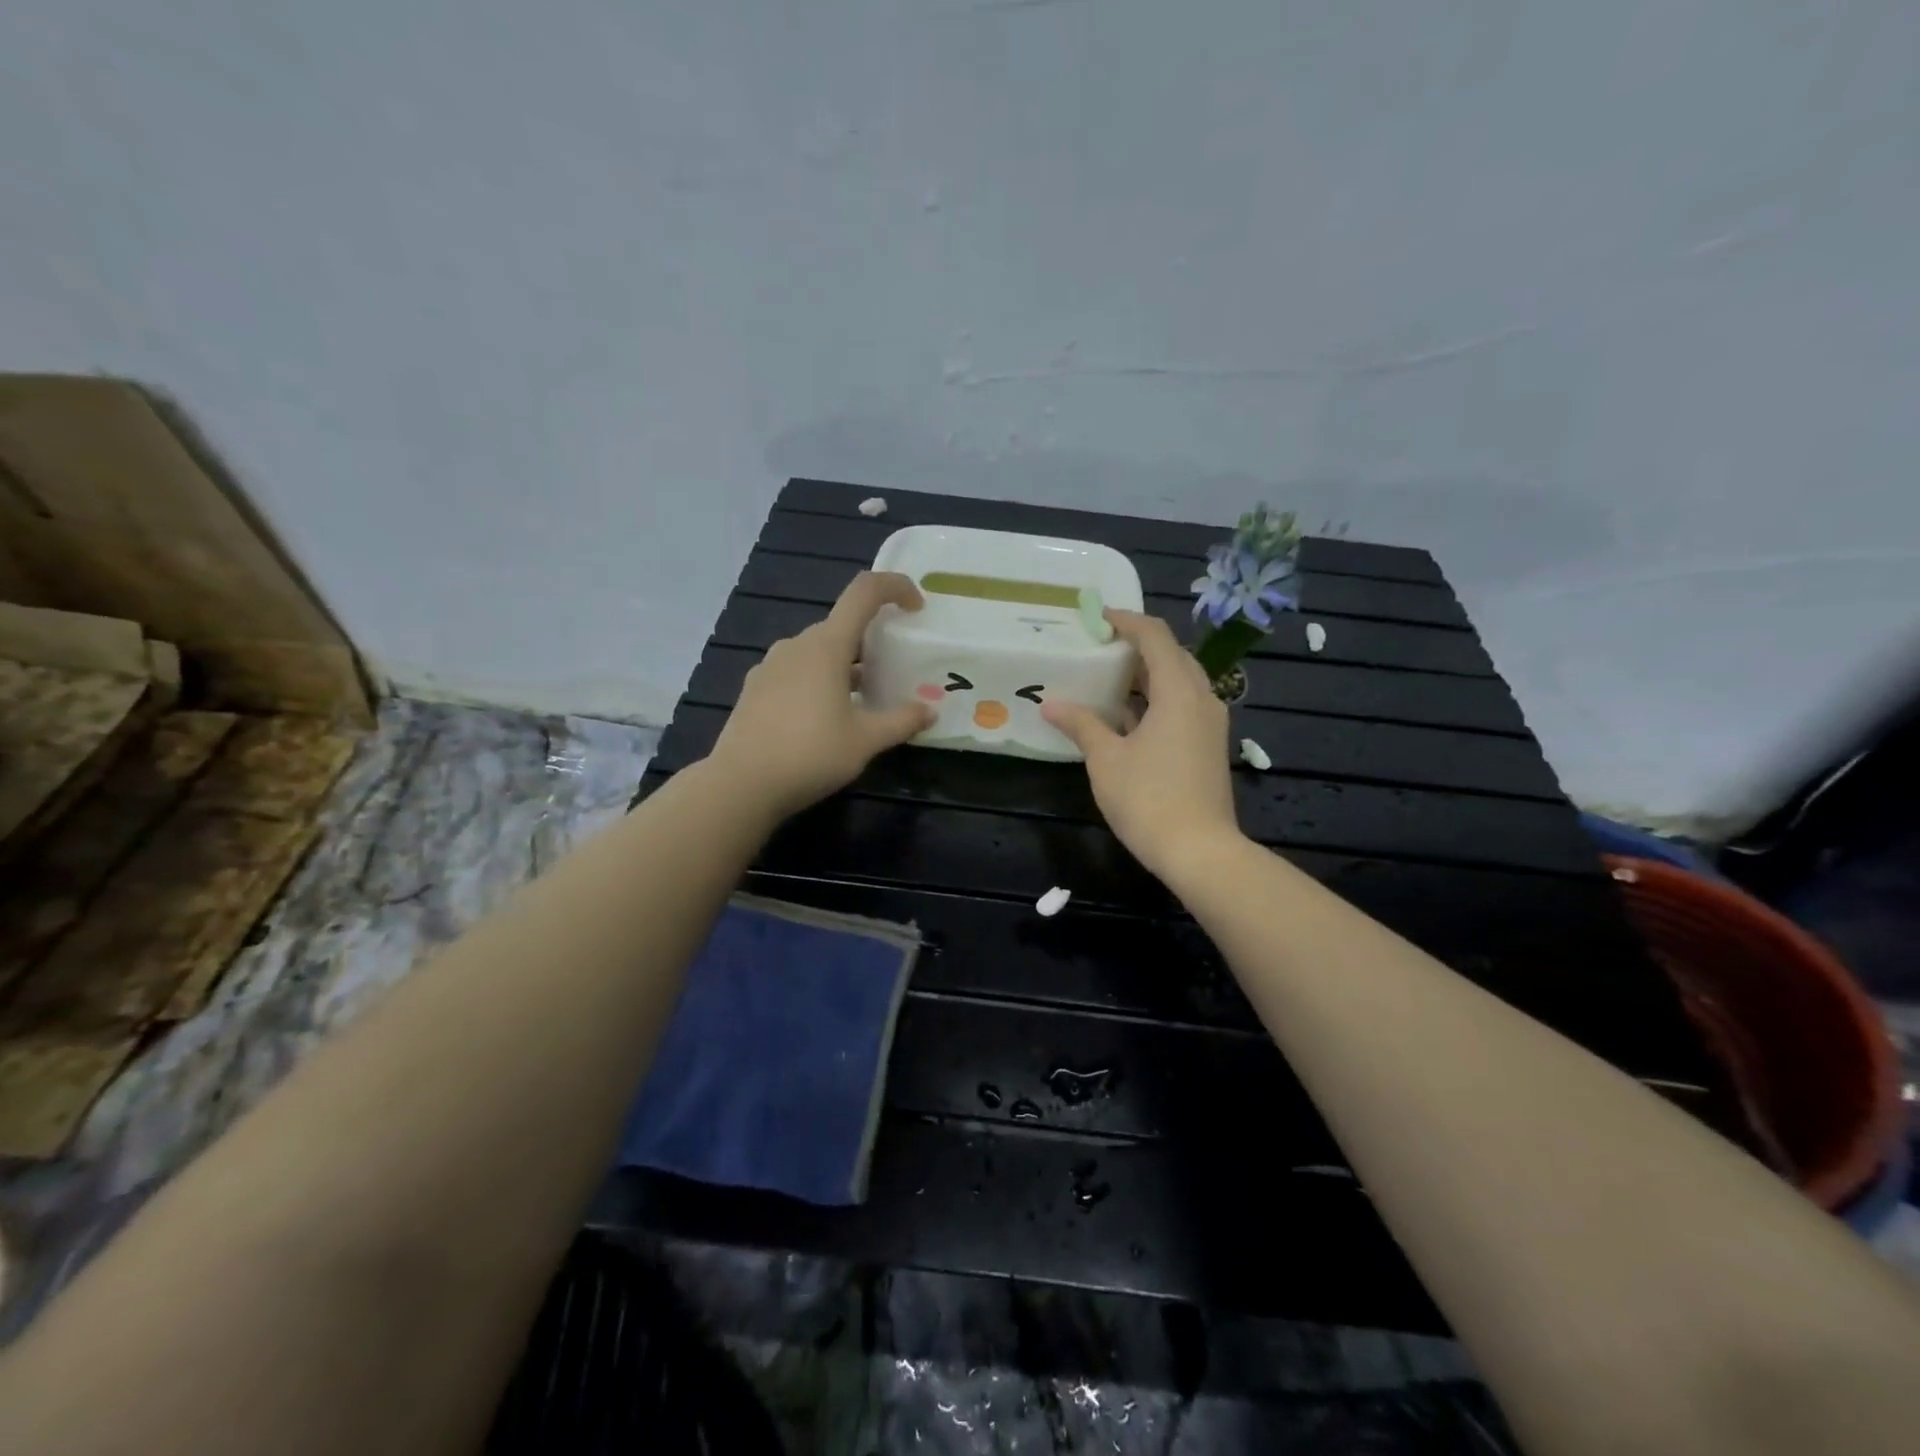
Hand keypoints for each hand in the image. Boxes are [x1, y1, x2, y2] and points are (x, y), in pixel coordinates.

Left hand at [707, 572, 935, 821]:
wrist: (741, 784)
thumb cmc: (810, 754)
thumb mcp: (865, 740)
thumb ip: (901, 721)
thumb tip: (929, 711)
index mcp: (826, 645)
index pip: (864, 592)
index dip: (895, 587)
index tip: (916, 607)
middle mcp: (796, 645)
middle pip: (842, 626)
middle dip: (872, 641)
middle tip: (893, 672)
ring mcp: (770, 666)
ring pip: (818, 651)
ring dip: (845, 665)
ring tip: (863, 699)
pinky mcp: (755, 688)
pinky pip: (797, 670)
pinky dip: (819, 680)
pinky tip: (825, 716)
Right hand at [1041, 611, 1241, 878]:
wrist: (1200, 851)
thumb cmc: (1148, 800)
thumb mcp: (1106, 760)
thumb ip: (1081, 725)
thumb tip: (1051, 705)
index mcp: (1178, 692)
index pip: (1155, 637)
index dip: (1126, 621)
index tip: (1097, 618)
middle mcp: (1202, 698)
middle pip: (1172, 655)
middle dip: (1137, 645)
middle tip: (1101, 647)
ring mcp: (1210, 724)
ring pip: (1180, 681)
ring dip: (1148, 674)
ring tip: (1110, 678)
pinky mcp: (1209, 746)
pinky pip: (1184, 705)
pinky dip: (1157, 699)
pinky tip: (1128, 716)